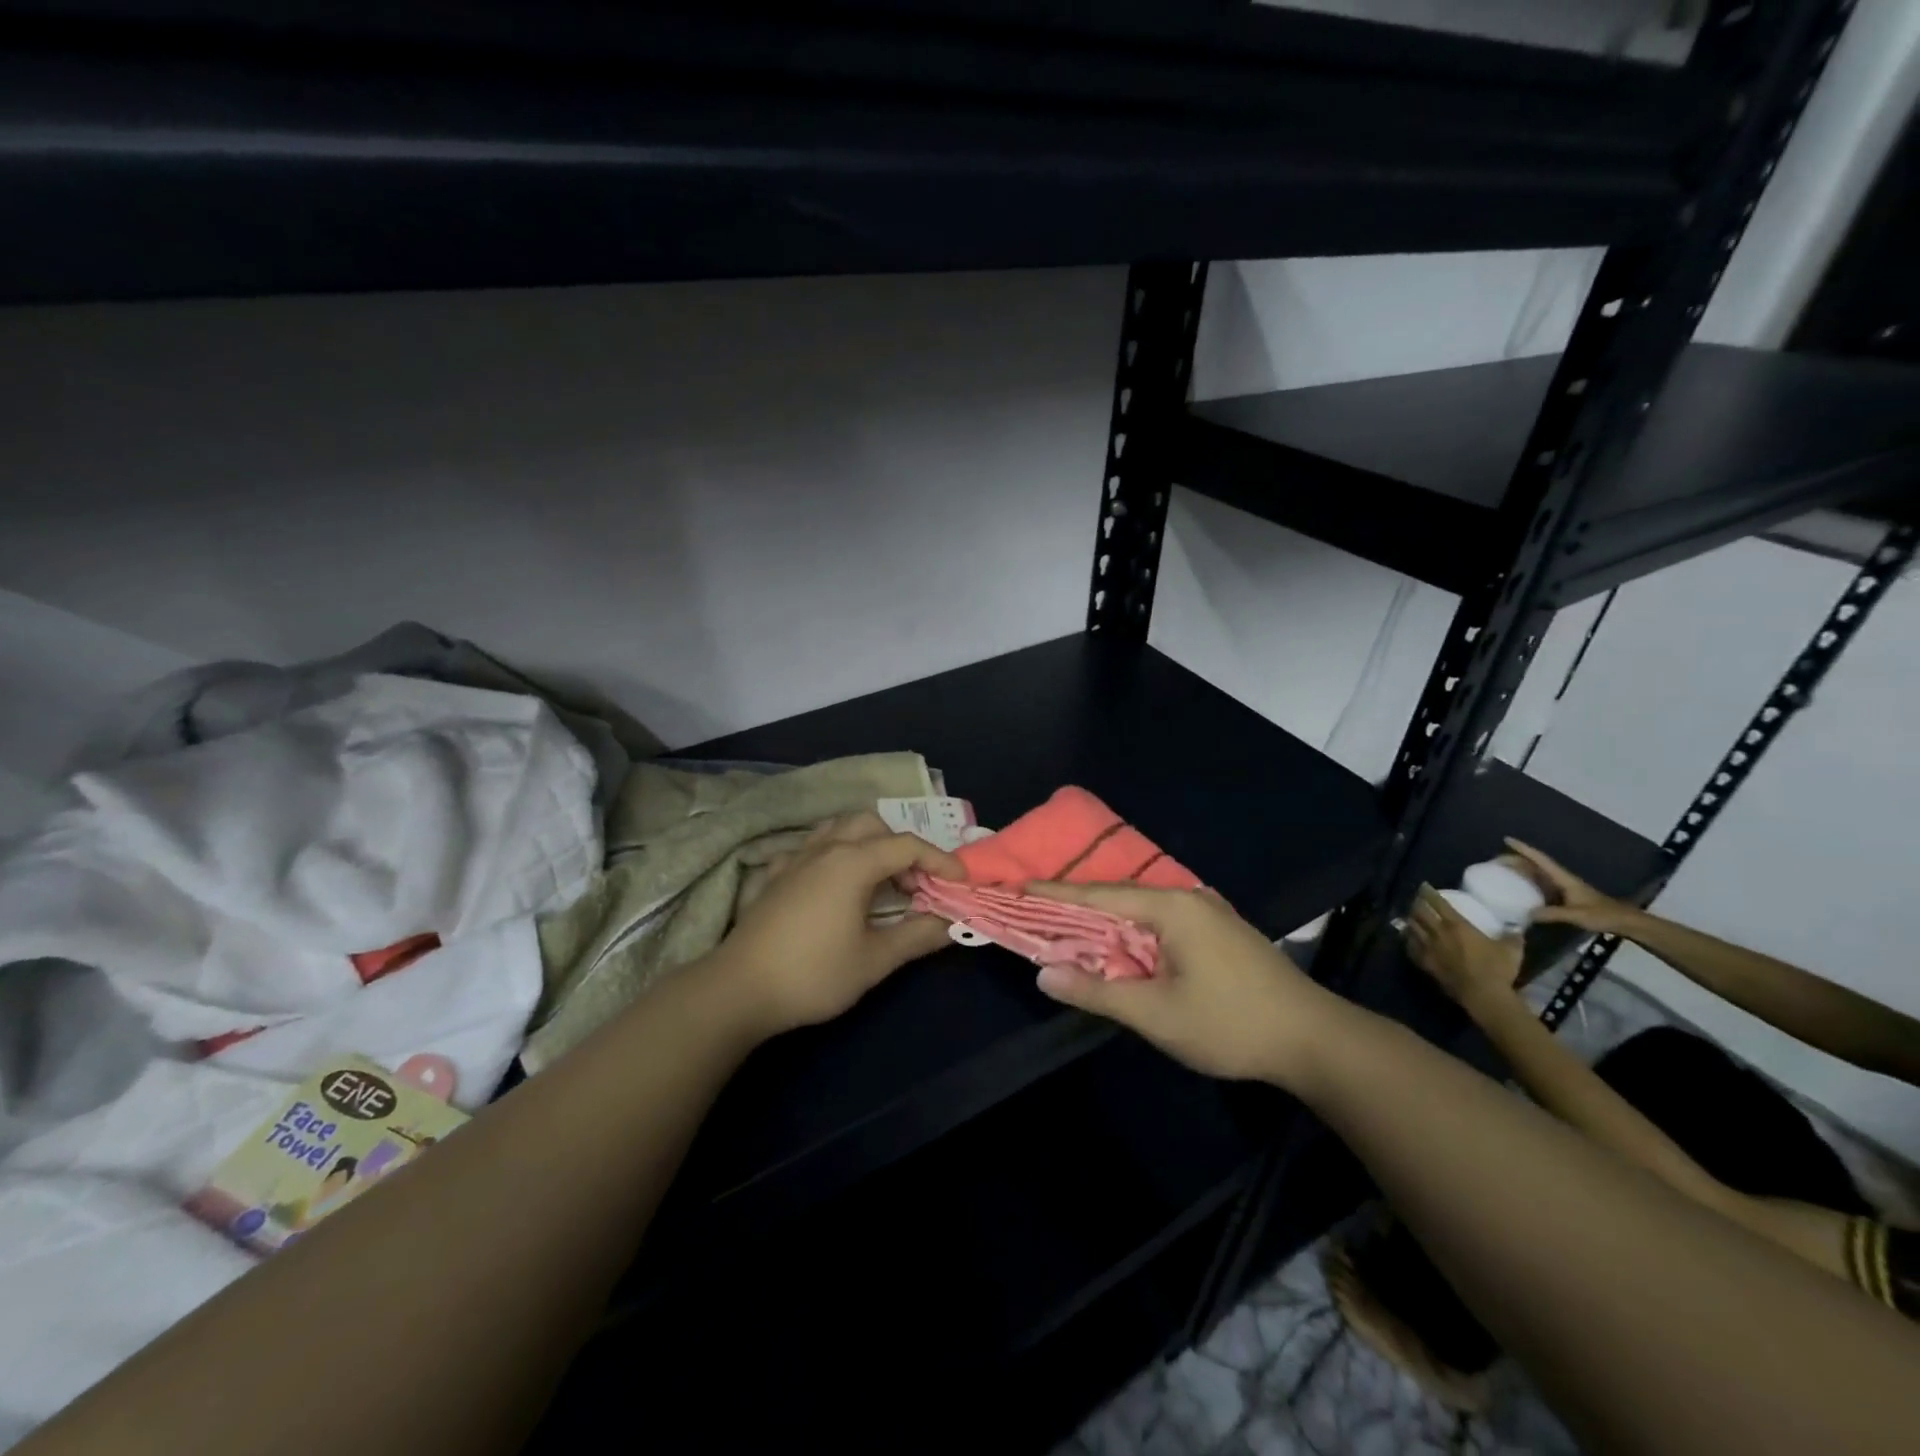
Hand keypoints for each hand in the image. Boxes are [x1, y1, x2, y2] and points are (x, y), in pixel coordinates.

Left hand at [711, 812, 963, 1036]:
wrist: (738, 989)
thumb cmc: (812, 974)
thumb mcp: (874, 961)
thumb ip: (917, 936)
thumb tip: (950, 923)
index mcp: (852, 862)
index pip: (907, 846)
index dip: (940, 861)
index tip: (960, 883)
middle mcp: (825, 849)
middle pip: (872, 825)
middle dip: (900, 847)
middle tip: (912, 885)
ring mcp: (795, 859)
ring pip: (838, 829)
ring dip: (866, 843)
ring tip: (877, 880)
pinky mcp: (774, 876)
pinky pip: (810, 848)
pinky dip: (832, 855)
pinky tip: (832, 886)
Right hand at [1023, 883, 1339, 1086]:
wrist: (1315, 1040)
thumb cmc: (1230, 1024)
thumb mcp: (1156, 1014)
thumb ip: (1097, 991)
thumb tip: (1044, 974)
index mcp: (1170, 907)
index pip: (1098, 895)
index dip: (1055, 895)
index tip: (1017, 888)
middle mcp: (1187, 898)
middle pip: (1118, 899)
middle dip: (1075, 908)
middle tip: (1033, 913)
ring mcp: (1207, 913)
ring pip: (1140, 912)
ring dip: (1104, 923)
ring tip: (1065, 929)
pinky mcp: (1219, 932)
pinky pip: (1160, 923)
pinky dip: (1130, 933)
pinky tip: (1117, 947)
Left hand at [1405, 883, 1524, 1016]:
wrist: (1483, 995)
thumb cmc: (1497, 969)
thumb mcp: (1511, 949)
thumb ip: (1512, 936)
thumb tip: (1517, 927)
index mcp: (1457, 925)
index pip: (1438, 903)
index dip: (1429, 893)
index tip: (1423, 886)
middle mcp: (1438, 933)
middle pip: (1420, 913)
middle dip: (1416, 904)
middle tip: (1416, 900)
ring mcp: (1428, 948)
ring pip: (1412, 928)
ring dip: (1410, 920)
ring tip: (1410, 917)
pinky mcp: (1424, 963)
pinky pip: (1411, 948)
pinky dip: (1408, 940)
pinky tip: (1409, 939)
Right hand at [1504, 838, 1631, 933]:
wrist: (1625, 922)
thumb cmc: (1603, 914)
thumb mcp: (1577, 915)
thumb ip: (1552, 914)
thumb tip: (1526, 914)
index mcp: (1563, 878)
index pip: (1541, 860)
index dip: (1524, 849)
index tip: (1507, 840)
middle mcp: (1561, 879)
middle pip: (1536, 864)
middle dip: (1517, 859)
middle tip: (1496, 859)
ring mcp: (1563, 888)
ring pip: (1538, 874)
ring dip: (1521, 870)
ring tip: (1503, 871)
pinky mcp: (1564, 897)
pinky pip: (1541, 885)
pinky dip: (1528, 883)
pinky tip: (1519, 890)